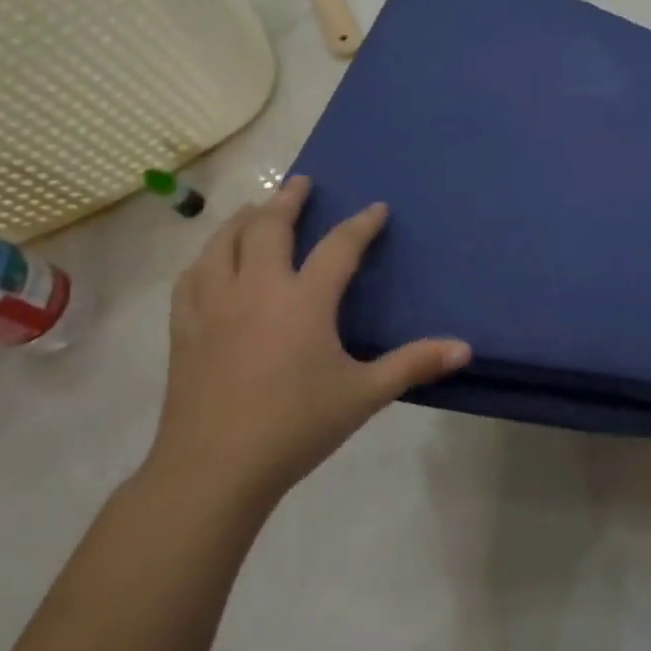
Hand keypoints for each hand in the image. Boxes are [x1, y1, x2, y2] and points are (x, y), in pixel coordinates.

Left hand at [146, 176, 470, 514]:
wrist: (214, 468)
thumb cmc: (296, 426)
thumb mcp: (364, 395)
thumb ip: (414, 365)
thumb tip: (464, 349)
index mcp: (304, 301)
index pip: (339, 247)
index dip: (361, 225)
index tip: (376, 208)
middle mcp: (257, 289)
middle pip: (269, 228)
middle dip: (288, 200)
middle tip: (301, 183)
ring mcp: (214, 305)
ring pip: (222, 243)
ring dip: (242, 219)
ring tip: (254, 209)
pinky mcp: (186, 328)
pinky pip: (193, 277)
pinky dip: (207, 257)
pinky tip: (210, 262)